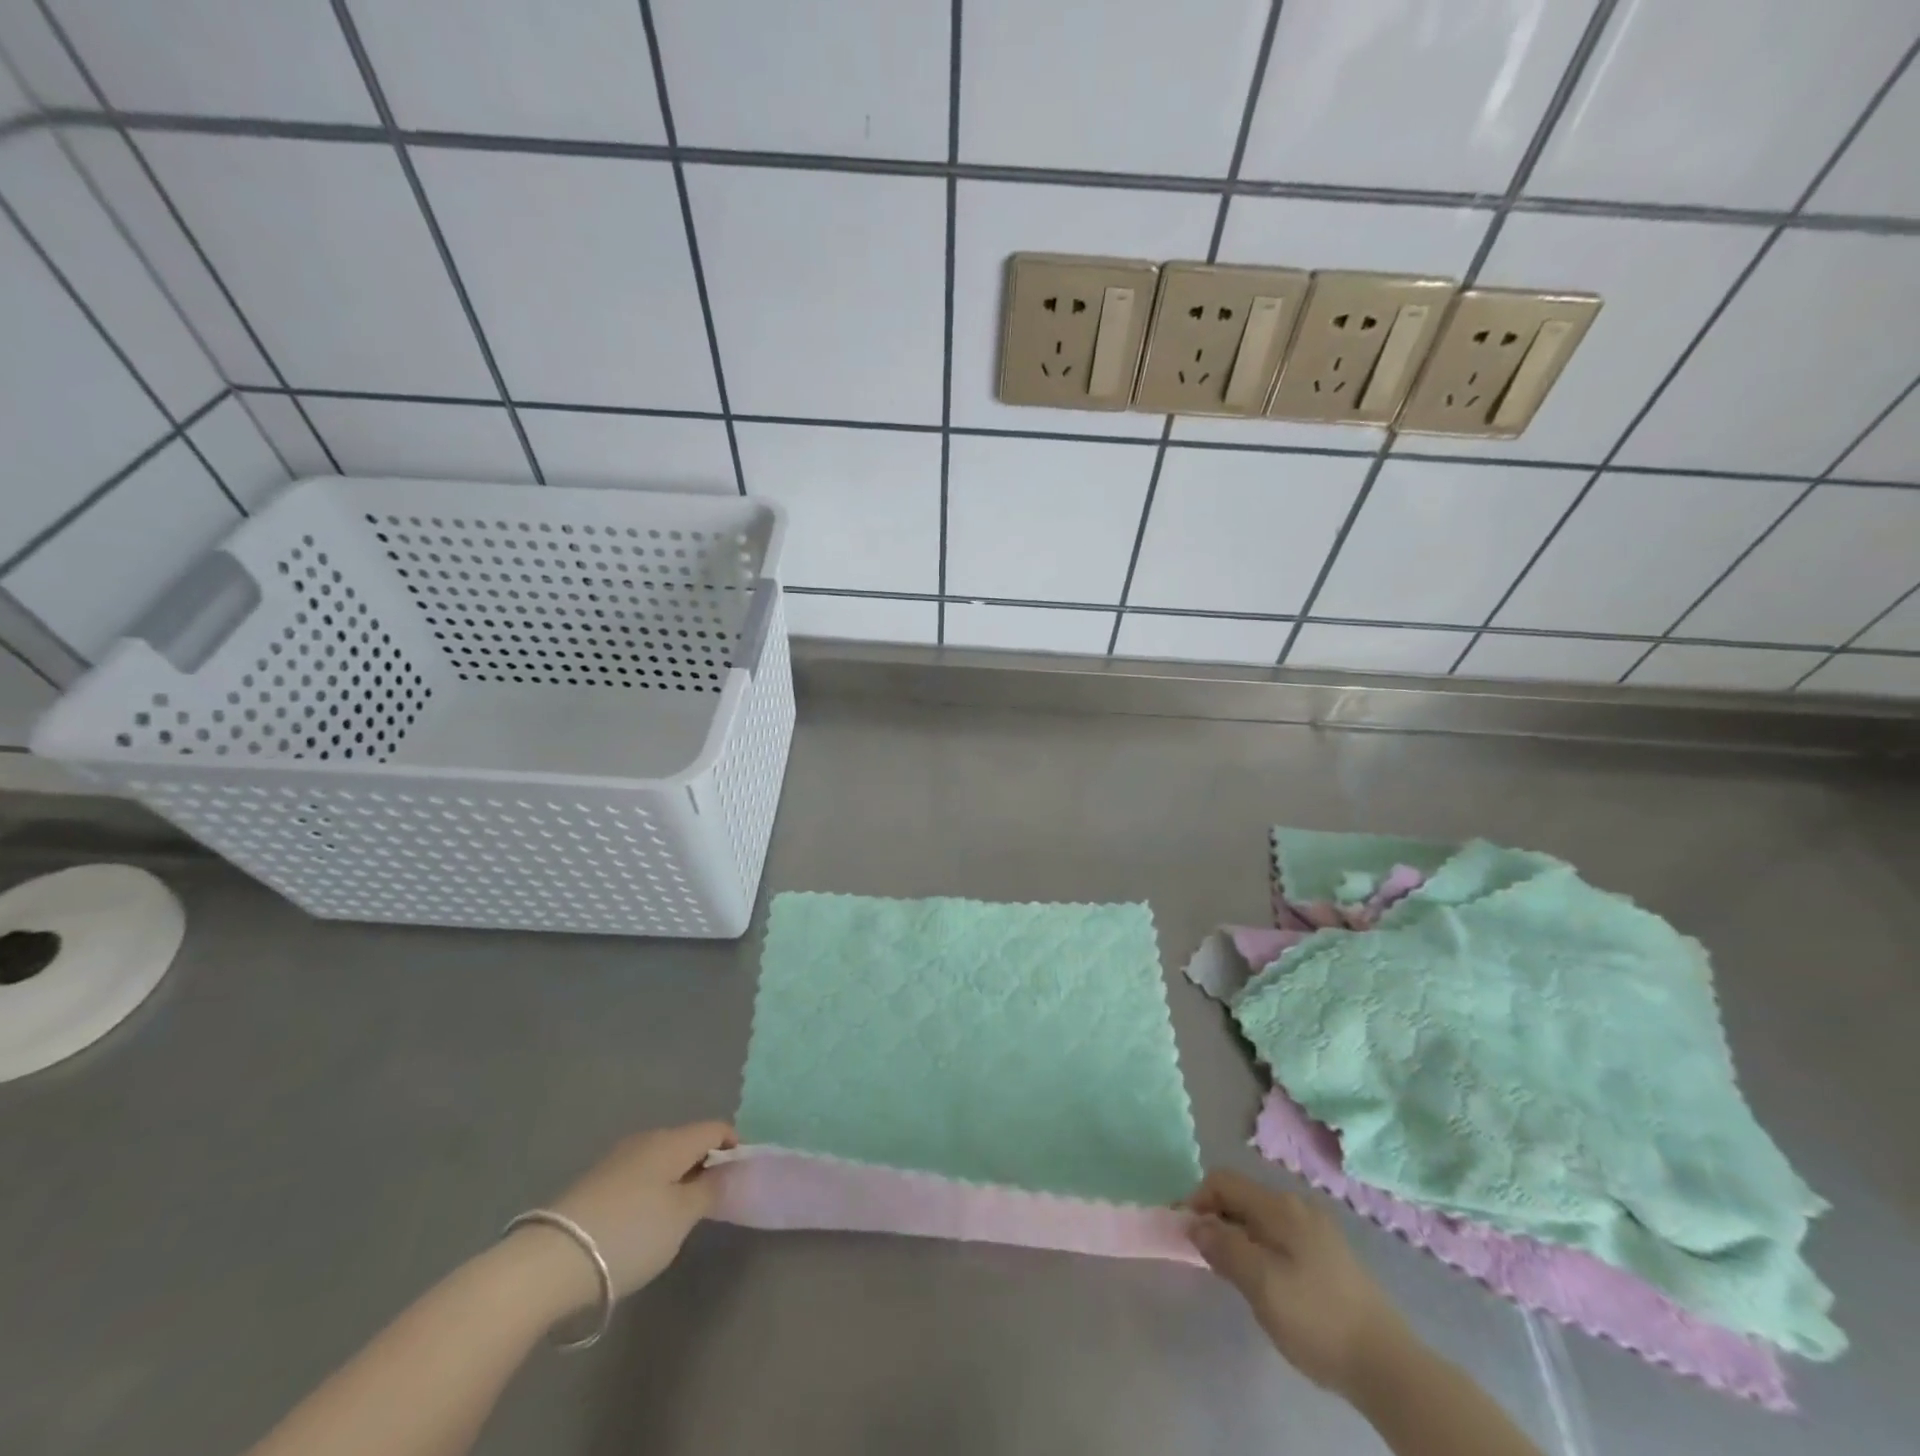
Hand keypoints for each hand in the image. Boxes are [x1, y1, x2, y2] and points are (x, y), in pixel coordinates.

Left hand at [521, 1121, 735, 1308]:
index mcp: (672, 1140)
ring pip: (661, 1159)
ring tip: (678, 1216)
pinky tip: (643, 1222)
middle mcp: (645, 1140)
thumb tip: (730, 1169)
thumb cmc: (629, 1234)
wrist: (549, 1263)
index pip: (715, 1128)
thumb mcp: (681, 1217)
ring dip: (676, 1178)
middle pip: (687, 1141)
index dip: (734, 1147)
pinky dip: (651, 1190)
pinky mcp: (594, 1183)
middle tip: (711, 1201)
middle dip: (704, 1163)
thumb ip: (711, 1189)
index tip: (740, 1178)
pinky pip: (638, 1176)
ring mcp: (616, 1160)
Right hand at [1188, 1170, 1412, 1395]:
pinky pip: (1281, 1237)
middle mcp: (1298, 1205)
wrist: (1388, 1365)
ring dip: (1238, 1236)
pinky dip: (1261, 1249)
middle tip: (1205, 1259)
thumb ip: (1223, 1247)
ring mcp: (1317, 1229)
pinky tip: (1267, 1284)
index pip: (1223, 1181)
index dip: (1197, 1200)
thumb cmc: (1317, 1319)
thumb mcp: (1261, 1285)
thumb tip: (1194, 1222)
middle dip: (1217, 1220)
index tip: (1183, 1233)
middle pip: (1242, 1197)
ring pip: (1261, 1219)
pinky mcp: (1330, 1255)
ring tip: (1233, 1275)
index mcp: (1280, 1205)